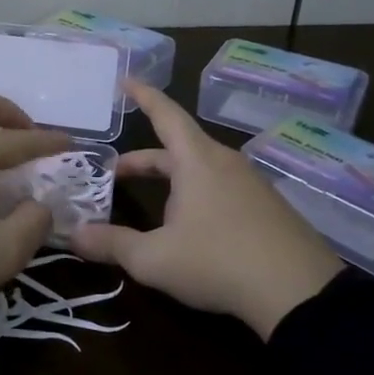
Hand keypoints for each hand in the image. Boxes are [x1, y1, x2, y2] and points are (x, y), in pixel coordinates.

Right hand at [71, 79, 346, 338]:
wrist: (300, 295)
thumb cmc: (218, 262)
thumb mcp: (154, 258)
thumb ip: (112, 245)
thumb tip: (74, 236)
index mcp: (196, 161)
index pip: (165, 114)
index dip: (143, 96)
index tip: (126, 80)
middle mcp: (225, 162)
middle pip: (178, 148)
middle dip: (144, 160)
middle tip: (115, 173)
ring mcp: (251, 184)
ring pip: (201, 170)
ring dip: (171, 179)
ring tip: (152, 204)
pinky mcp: (268, 208)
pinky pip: (222, 188)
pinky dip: (197, 194)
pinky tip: (192, 227)